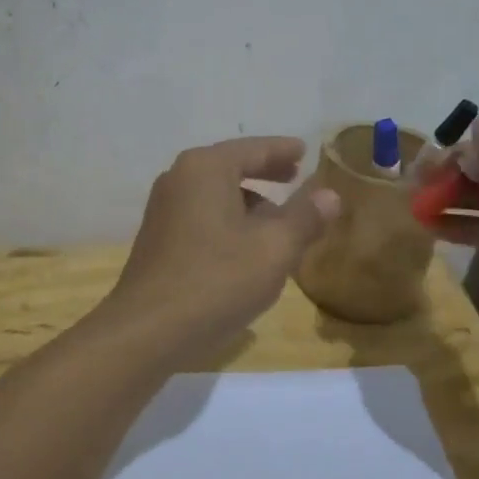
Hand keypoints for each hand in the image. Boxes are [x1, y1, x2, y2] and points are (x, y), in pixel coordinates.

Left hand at [103, 137, 341, 356]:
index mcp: (205, 168)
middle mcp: (178, 179)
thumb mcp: (274, 248)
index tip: (305, 151)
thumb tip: (330, 194)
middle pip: (231, 167)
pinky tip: (246, 247)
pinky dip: (228, 220)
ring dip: (248, 202)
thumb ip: (305, 216)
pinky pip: (202, 216)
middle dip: (265, 173)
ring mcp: (163, 209)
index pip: (253, 148)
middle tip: (295, 176)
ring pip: (215, 194)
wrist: (148, 330)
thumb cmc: (217, 280)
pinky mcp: (158, 239)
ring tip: (278, 220)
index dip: (282, 150)